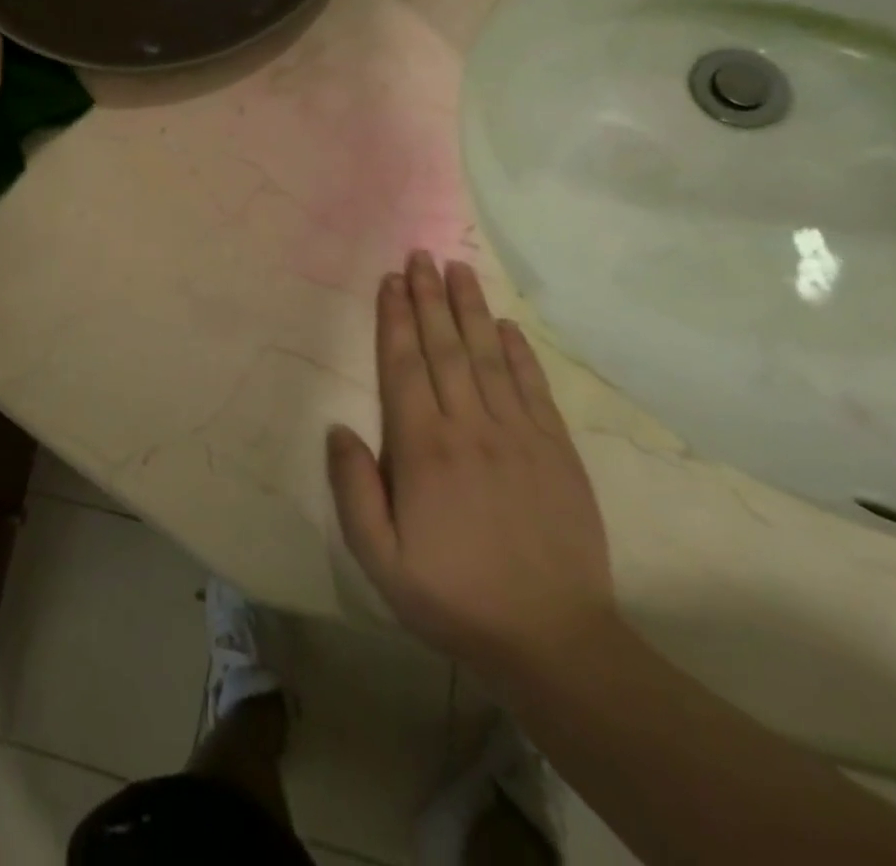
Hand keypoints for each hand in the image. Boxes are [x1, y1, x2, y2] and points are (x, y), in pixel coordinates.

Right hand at [328, 255, 615, 679]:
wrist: (553, 640)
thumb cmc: (454, 597)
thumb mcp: (380, 559)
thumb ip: (353, 490)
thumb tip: (339, 428)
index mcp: (423, 450)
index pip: (403, 367)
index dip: (394, 319)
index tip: (389, 281)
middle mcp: (469, 428)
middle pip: (445, 348)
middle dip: (429, 298)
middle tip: (420, 255)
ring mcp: (518, 435)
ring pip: (489, 356)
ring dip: (470, 309)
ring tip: (458, 269)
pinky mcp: (556, 450)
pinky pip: (533, 387)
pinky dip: (519, 351)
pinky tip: (507, 324)